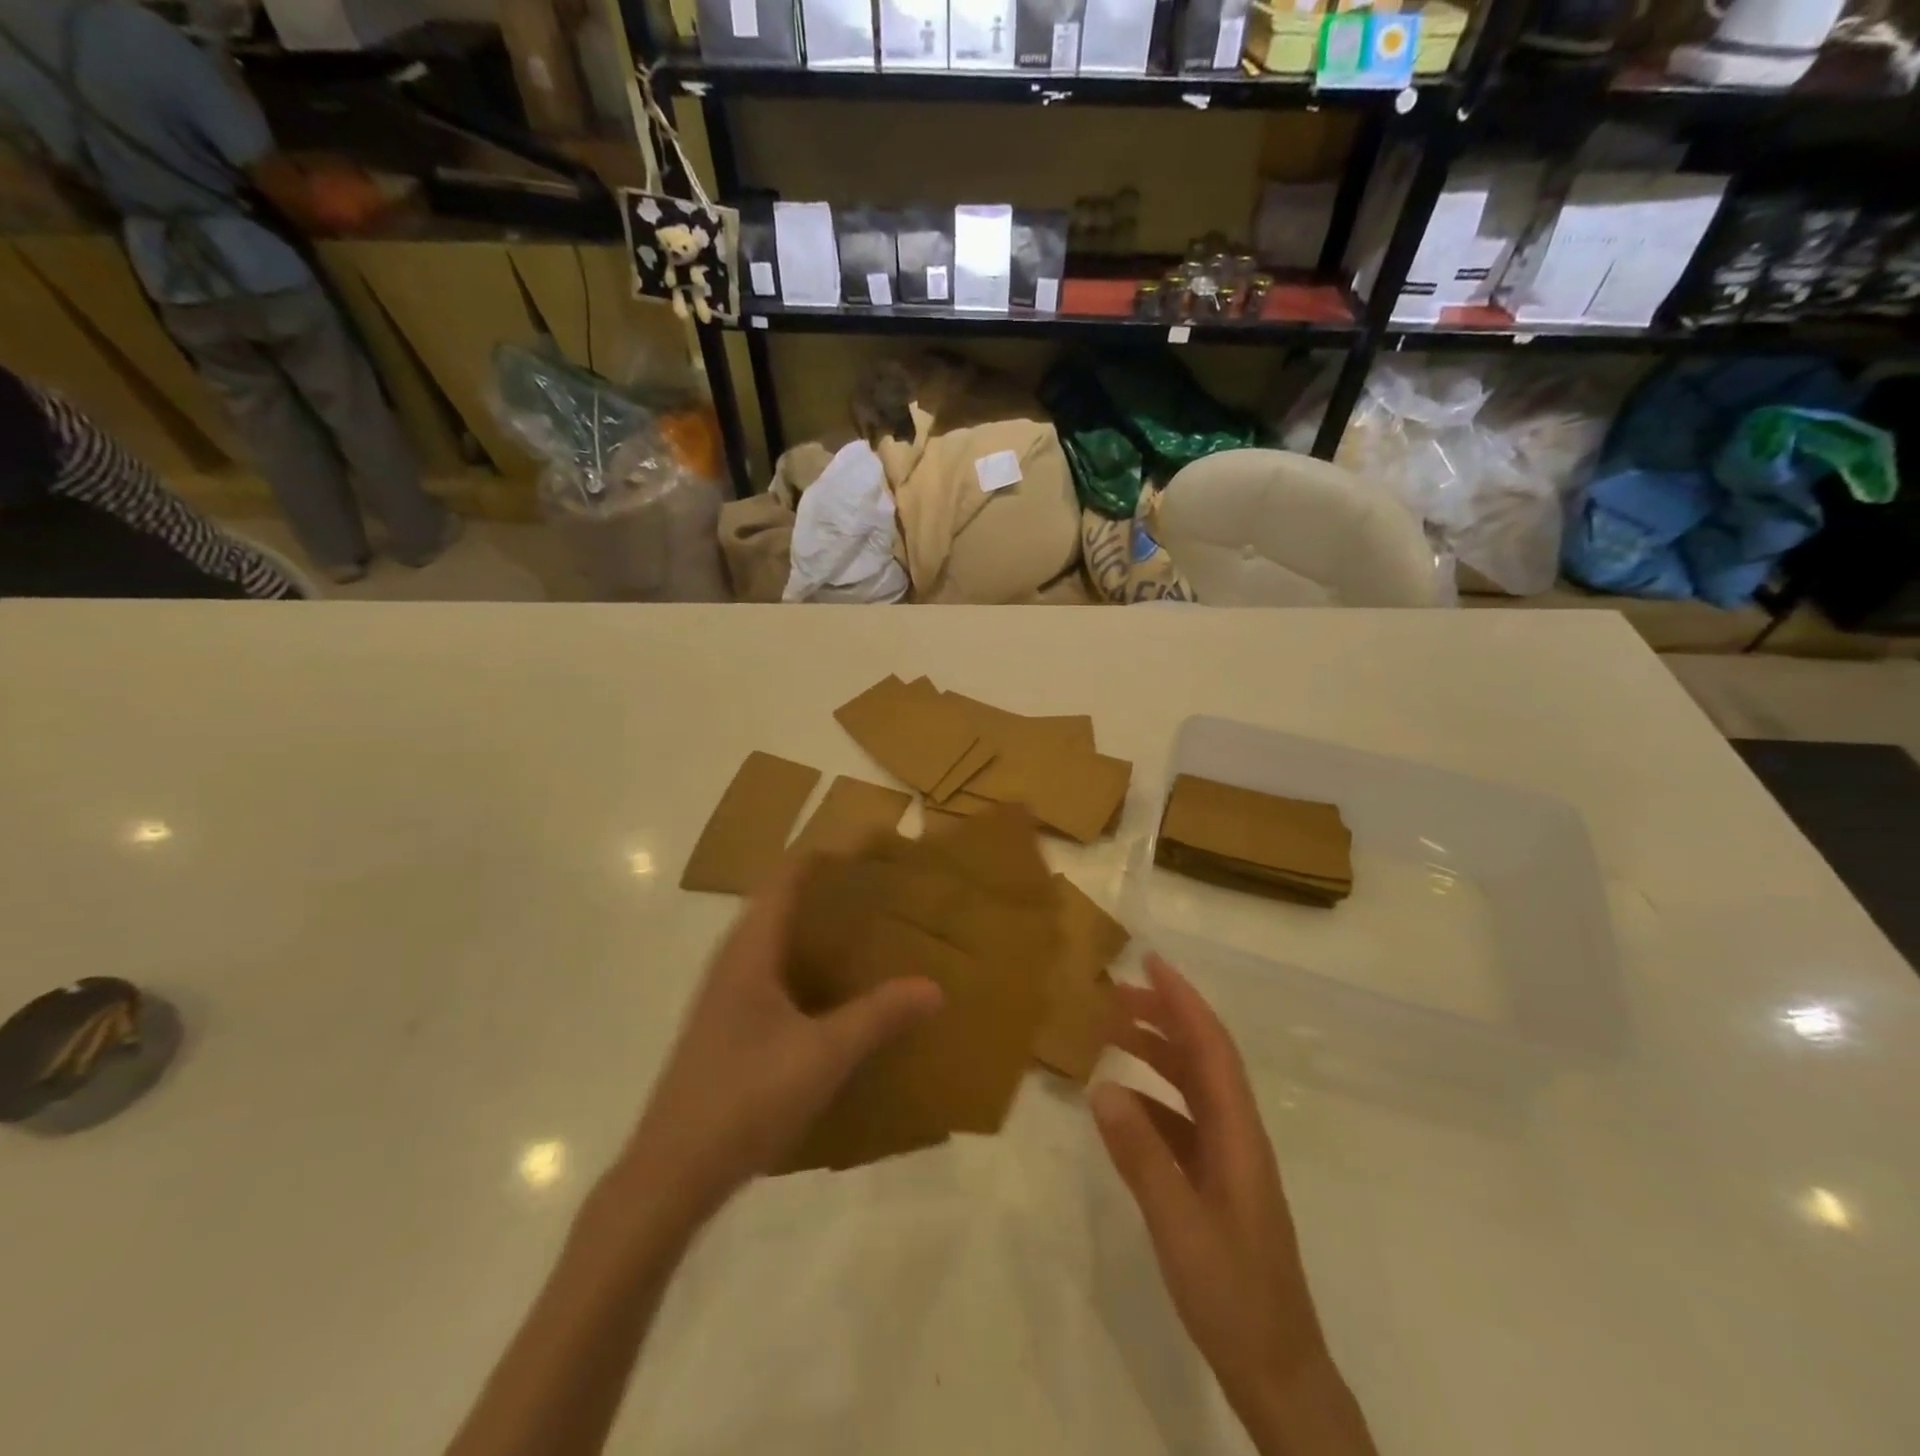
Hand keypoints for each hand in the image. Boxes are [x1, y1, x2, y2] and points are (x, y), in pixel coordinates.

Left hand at [617, 859, 942, 1232]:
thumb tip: (934, 986)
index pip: (785, 880)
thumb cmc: (745, 1098)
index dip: (823, 859)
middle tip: (883, 896)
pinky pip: (773, 979)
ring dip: (817, 936)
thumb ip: (879, 1017)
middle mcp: (733, 963)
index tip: (869, 854)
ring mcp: (726, 998)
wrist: (671, 1174)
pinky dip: (806, 972)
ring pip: (777, 946)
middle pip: (781, 908)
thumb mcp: (823, 1056)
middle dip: (829, 897)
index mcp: (749, 951)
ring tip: (869, 939)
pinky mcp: (727, 1030)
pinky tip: (837, 999)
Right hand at [1092, 955, 1372, 1454]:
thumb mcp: (1179, 1226)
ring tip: (1111, 1034)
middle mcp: (1237, 1136)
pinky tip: (1120, 1105)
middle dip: (1163, 1017)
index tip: (1150, 963)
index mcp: (1238, 1135)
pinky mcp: (1215, 1185)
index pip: (1211, 1048)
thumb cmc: (1233, 1297)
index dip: (1183, 1001)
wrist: (1278, 1374)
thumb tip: (1102, 1086)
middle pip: (1202, 1058)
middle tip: (1113, 994)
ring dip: (1156, 1054)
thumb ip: (1141, 1156)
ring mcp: (1228, 1162)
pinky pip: (1181, 1123)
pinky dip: (1151, 1100)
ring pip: (1191, 1088)